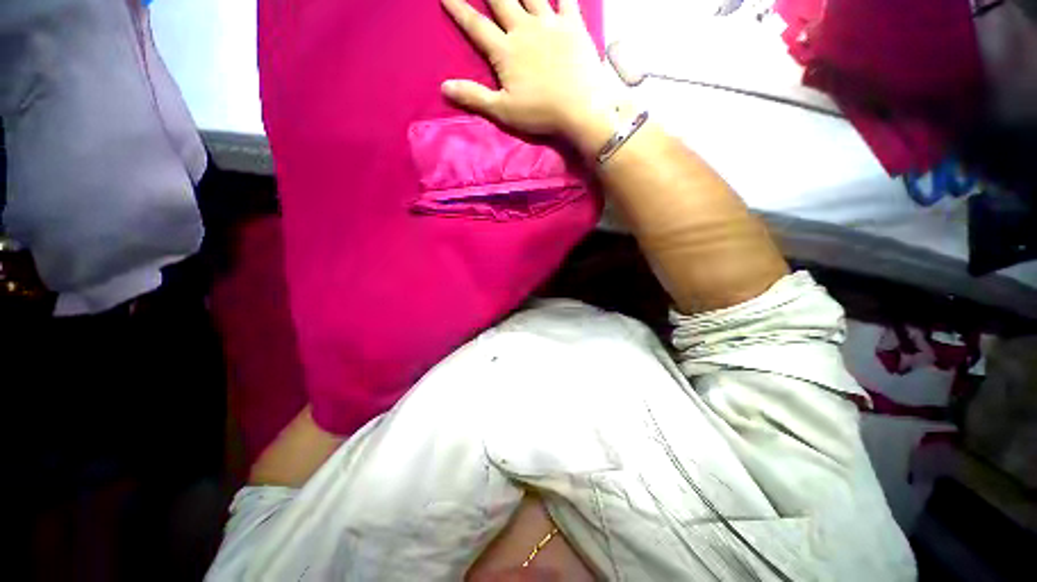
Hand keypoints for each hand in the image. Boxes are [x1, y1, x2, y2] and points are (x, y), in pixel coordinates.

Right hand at [441, 0, 618, 141]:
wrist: (581, 110)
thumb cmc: (541, 114)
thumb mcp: (503, 111)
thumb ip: (474, 96)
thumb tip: (444, 87)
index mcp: (505, 51)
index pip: (475, 25)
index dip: (458, 8)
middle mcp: (524, 29)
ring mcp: (550, 24)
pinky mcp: (573, 25)